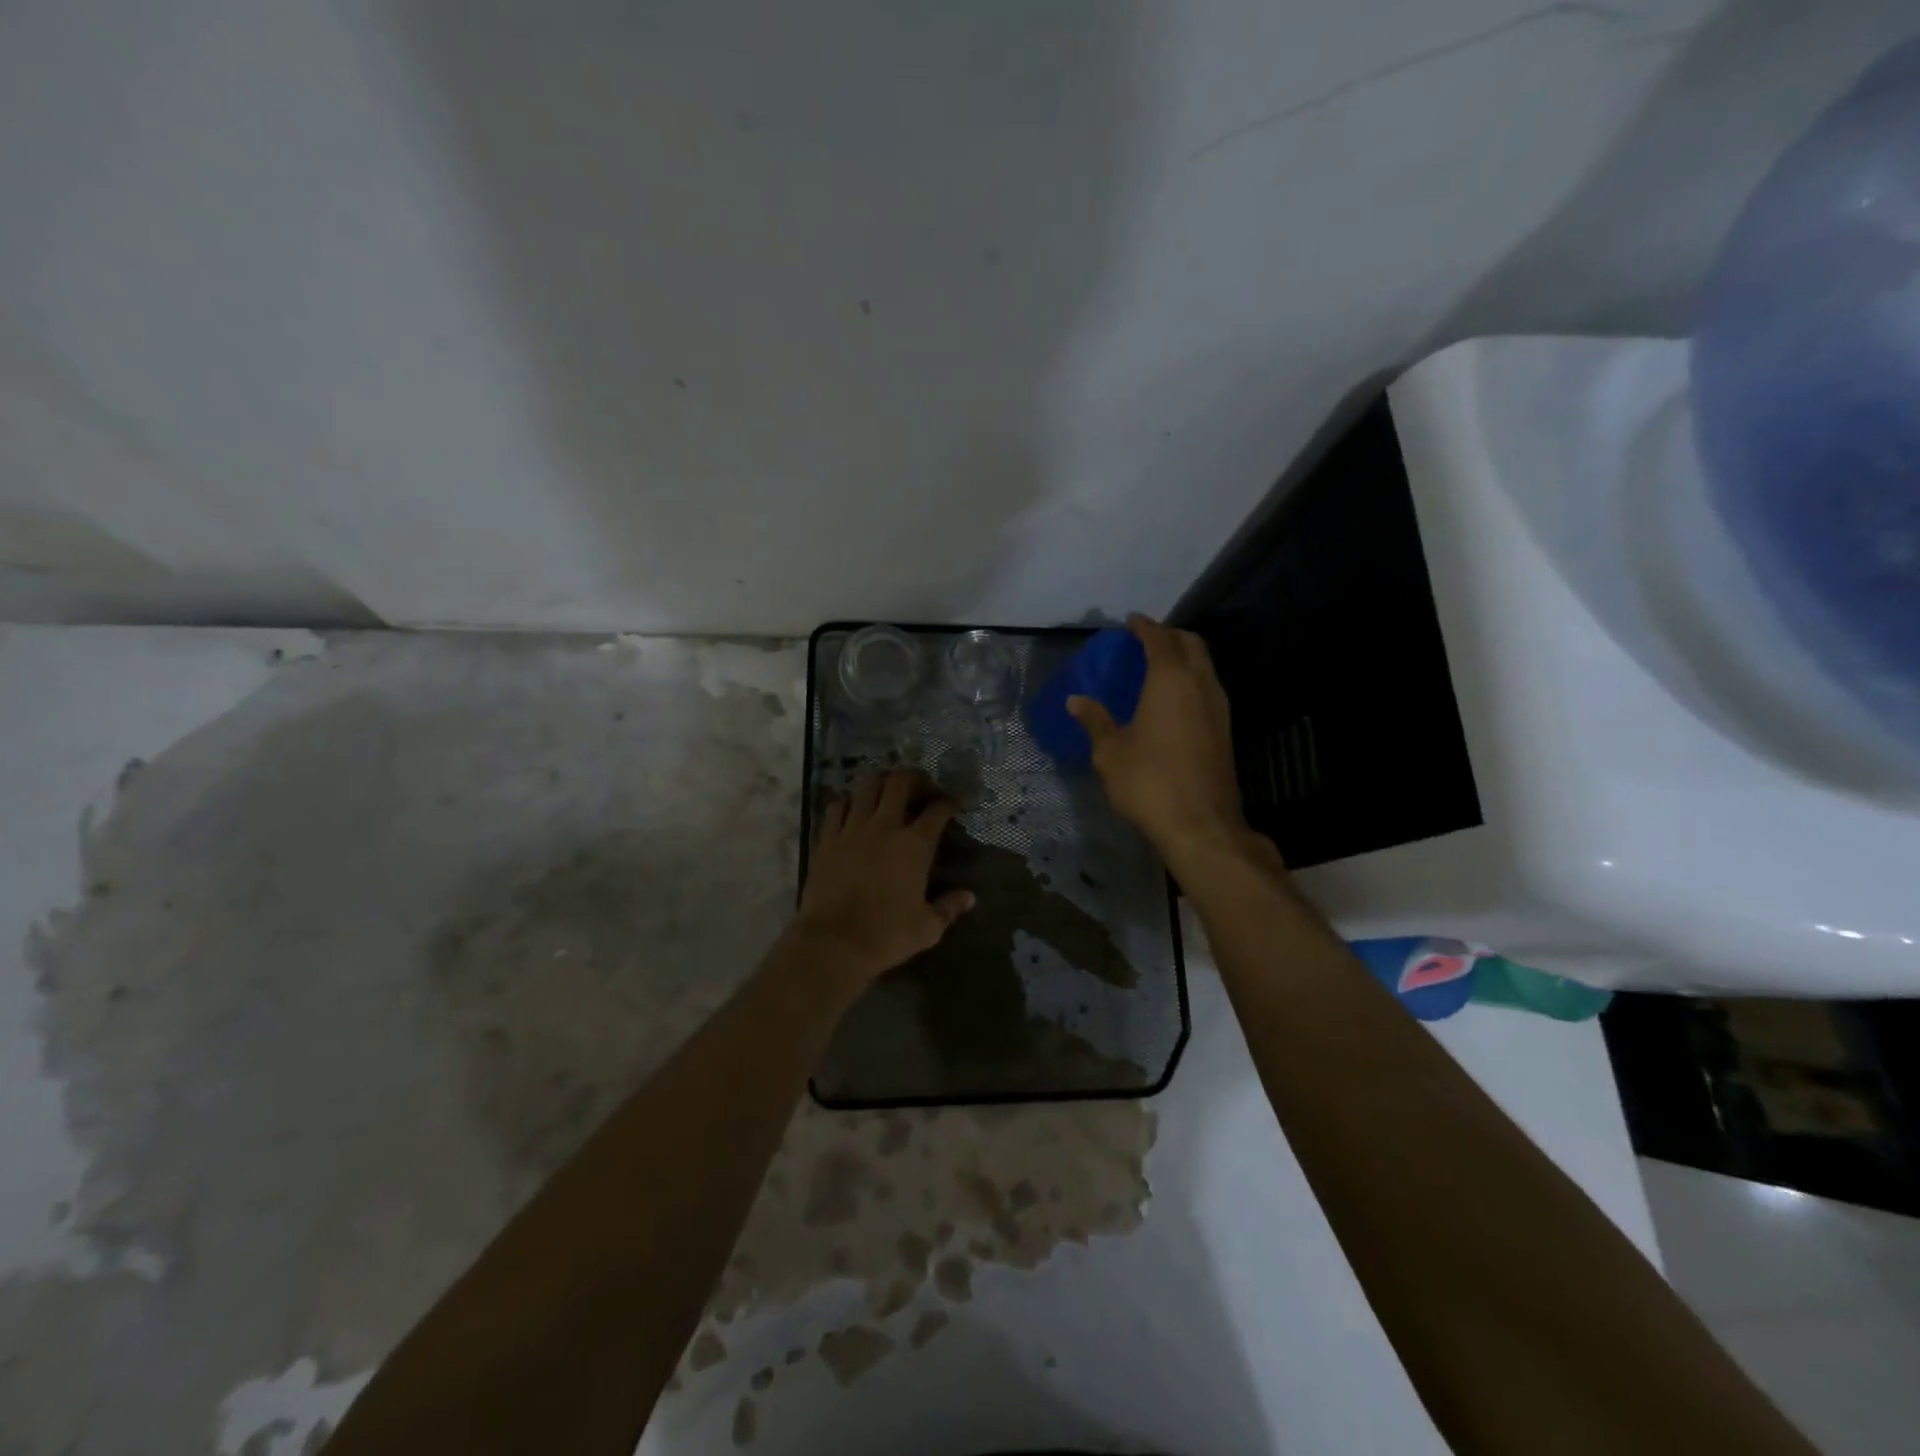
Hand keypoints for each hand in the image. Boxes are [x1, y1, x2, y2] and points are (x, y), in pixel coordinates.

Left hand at [794, 770, 974, 984]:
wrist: (833, 943)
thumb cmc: (886, 935)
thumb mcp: (927, 928)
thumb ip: (949, 908)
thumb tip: (970, 897)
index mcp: (915, 845)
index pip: (937, 810)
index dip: (949, 802)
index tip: (952, 804)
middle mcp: (885, 827)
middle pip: (900, 782)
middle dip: (914, 778)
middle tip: (920, 788)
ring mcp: (852, 829)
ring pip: (866, 785)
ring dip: (880, 782)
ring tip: (886, 791)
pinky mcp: (827, 839)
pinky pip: (836, 806)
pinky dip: (848, 801)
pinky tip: (852, 808)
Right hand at [1067, 614, 1255, 868]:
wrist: (1200, 823)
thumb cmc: (1149, 781)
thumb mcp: (1110, 752)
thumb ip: (1096, 720)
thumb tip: (1075, 700)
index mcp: (1170, 680)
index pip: (1158, 639)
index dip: (1144, 626)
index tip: (1132, 621)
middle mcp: (1200, 684)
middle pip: (1191, 644)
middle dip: (1170, 635)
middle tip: (1147, 640)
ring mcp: (1219, 707)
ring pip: (1204, 665)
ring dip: (1185, 657)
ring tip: (1159, 666)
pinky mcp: (1225, 729)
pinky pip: (1209, 687)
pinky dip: (1192, 679)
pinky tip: (1175, 699)